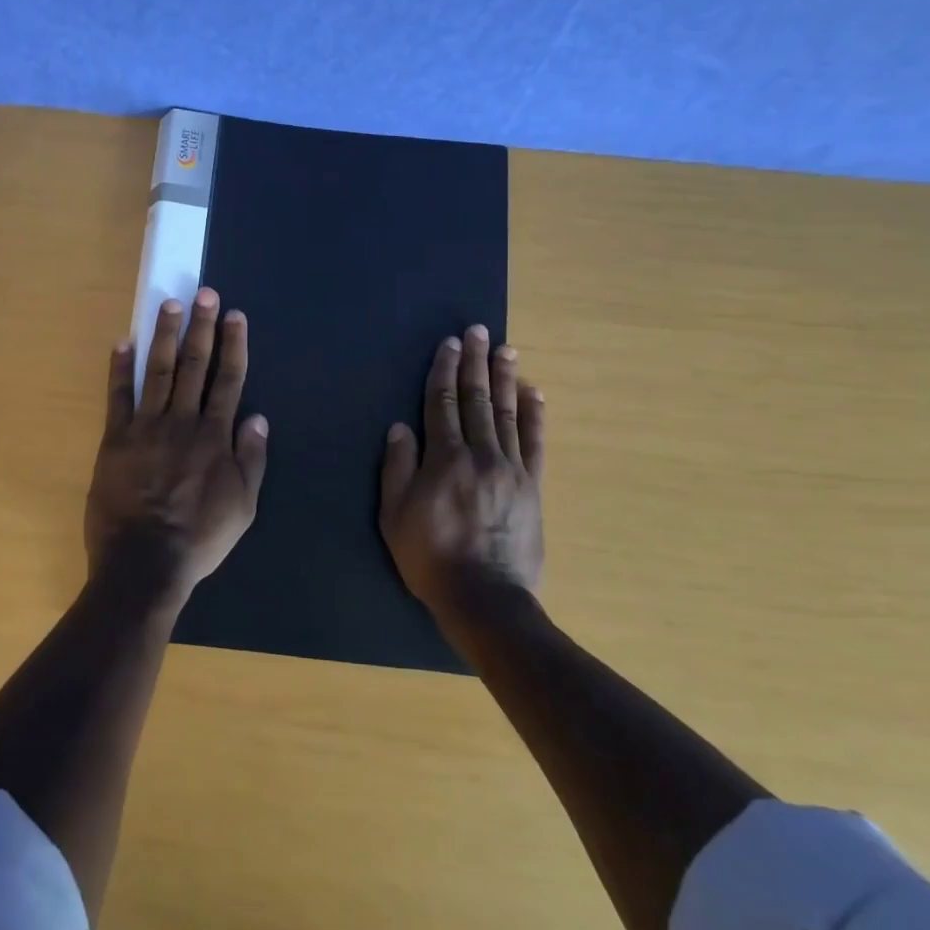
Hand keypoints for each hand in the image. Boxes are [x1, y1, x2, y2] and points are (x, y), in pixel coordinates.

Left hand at [85, 288, 268, 601]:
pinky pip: (117, 397)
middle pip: (195, 366)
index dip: (233, 345)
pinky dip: (119, 369)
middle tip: (204, 294)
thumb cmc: (200, 538)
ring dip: (165, 336)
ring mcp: (146, 427)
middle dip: (202, 327)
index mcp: (215, 436)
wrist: (144, 562)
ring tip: (170, 305)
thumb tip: (258, 417)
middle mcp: (183, 421)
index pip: (228, 380)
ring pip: (159, 371)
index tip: (235, 316)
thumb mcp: (243, 506)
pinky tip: (122, 341)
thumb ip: (251, 459)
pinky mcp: (116, 439)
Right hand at [380, 324, 544, 617]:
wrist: (485, 598)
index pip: (443, 403)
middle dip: (475, 362)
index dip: (444, 371)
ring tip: (505, 349)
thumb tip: (400, 427)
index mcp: (444, 458)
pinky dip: (534, 415)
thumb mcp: (395, 516)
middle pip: (476, 399)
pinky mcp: (532, 487)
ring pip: (506, 413)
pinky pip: (534, 443)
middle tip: (477, 330)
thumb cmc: (430, 558)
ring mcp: (511, 469)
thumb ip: (397, 468)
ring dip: (504, 378)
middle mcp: (479, 453)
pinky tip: (533, 393)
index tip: (448, 344)